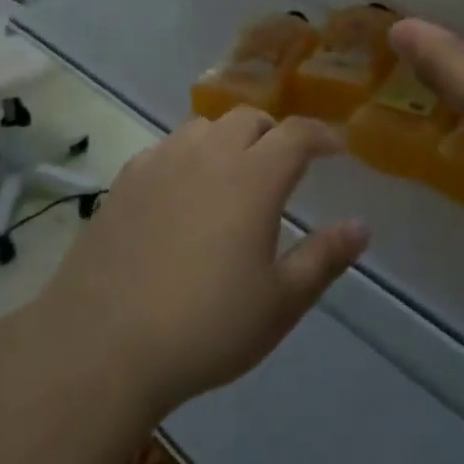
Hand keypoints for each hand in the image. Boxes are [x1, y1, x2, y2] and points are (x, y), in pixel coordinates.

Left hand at [37, 108, 368, 419]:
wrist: (102, 345)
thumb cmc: (205, 327)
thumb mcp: (280, 303)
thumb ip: (324, 258)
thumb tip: (361, 227)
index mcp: (253, 177)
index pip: (297, 134)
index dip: (322, 135)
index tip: (336, 148)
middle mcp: (208, 154)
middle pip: (249, 118)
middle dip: (274, 132)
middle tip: (283, 164)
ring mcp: (161, 162)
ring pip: (204, 126)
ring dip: (228, 138)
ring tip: (232, 173)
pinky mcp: (125, 180)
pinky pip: (166, 148)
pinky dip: (187, 155)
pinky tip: (181, 191)